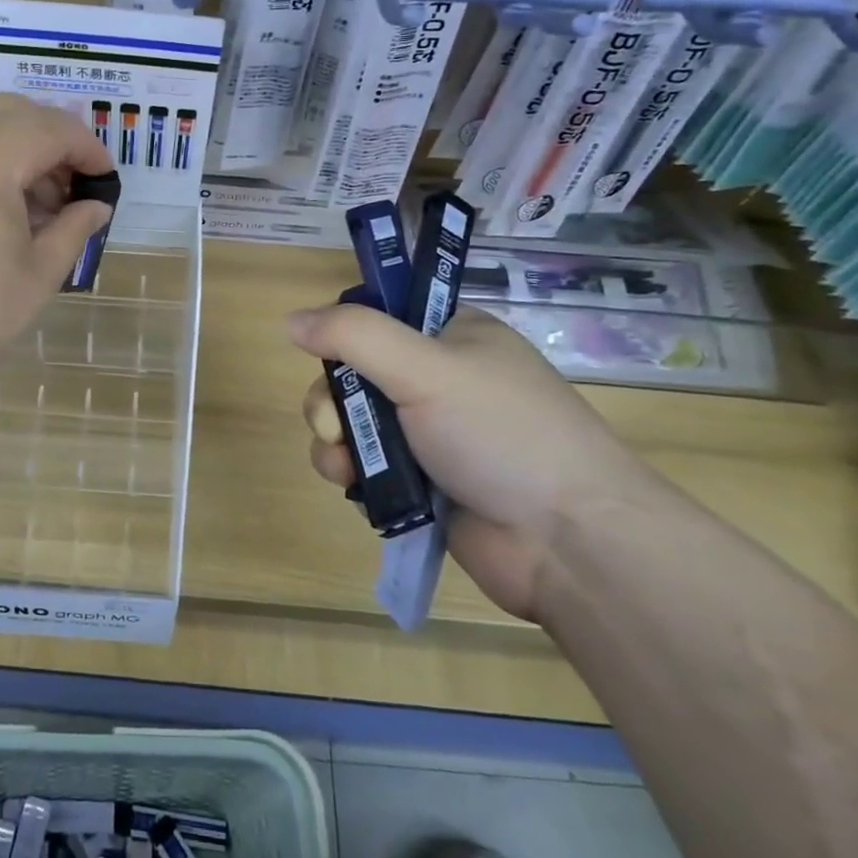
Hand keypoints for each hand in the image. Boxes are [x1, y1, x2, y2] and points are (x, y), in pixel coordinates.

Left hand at [0, 94, 115, 420]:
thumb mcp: (37, 276)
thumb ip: (74, 227)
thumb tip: (96, 205)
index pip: (53, 129)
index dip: (89, 150)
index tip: (105, 180)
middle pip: (14, 111)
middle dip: (51, 141)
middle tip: (67, 189)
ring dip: (12, 144)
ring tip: (27, 200)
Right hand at [289, 304, 665, 620]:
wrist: (567, 542)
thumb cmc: (502, 434)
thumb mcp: (428, 368)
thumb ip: (355, 336)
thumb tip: (291, 320)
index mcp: (452, 336)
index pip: (380, 314)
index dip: (345, 332)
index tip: (326, 354)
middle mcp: (438, 379)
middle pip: (354, 372)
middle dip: (331, 399)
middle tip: (334, 423)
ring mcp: (428, 434)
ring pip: (352, 422)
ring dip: (335, 440)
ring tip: (344, 465)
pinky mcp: (419, 483)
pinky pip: (363, 465)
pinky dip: (350, 473)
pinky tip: (354, 488)